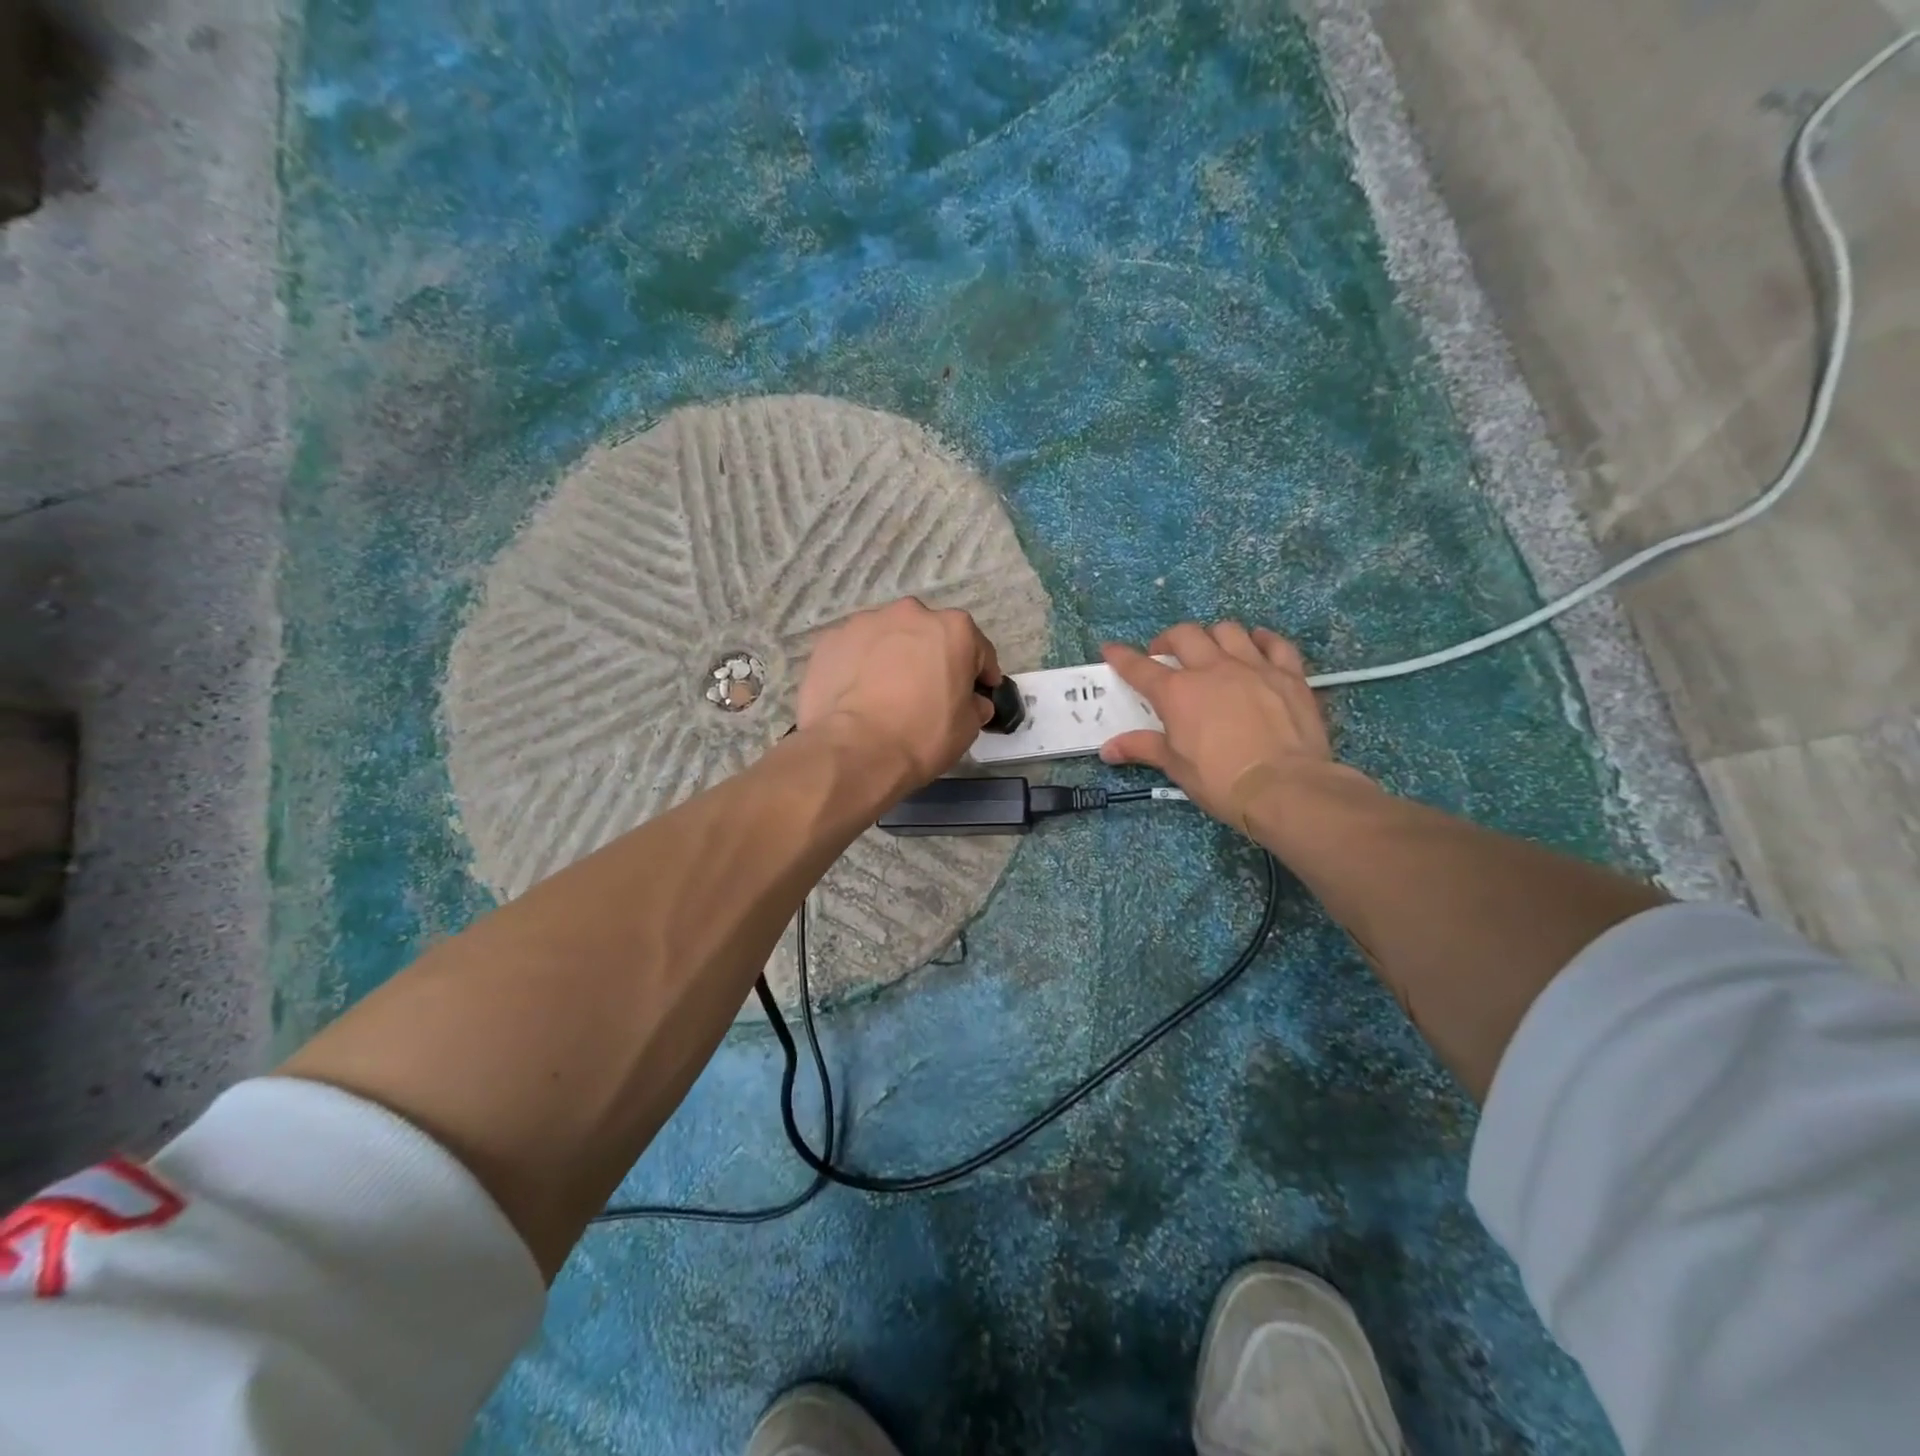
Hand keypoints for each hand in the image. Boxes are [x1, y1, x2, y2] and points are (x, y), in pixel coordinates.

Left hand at [798, 597, 1000, 793]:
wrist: (854, 751)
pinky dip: (859, 666)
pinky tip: (856, 695)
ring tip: (886, 693)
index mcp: (953, 628)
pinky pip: (855, 651)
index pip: (978, 649)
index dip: (981, 674)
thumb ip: (974, 704)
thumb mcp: (968, 727)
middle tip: (927, 692)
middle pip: (929, 635)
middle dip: (932, 658)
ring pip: (888, 638)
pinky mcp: (830, 639)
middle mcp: (910, 613)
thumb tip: (972, 701)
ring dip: (893, 657)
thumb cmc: (921, 736)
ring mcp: (865, 622)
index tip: (979, 692)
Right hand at [1100, 622, 1334, 828]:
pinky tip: (1256, 643)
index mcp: (1177, 693)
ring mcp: (1253, 667)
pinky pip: (1275, 643)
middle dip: (1168, 640)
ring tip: (1210, 650)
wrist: (1284, 787)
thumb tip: (1108, 749)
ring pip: (1228, 631)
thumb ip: (1143, 748)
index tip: (1111, 650)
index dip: (1122, 657)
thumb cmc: (1221, 780)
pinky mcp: (1288, 674)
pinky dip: (1262, 640)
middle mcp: (1212, 669)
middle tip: (1166, 655)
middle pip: (1184, 635)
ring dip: (1212, 636)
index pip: (1140, 668)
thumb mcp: (1176, 767)